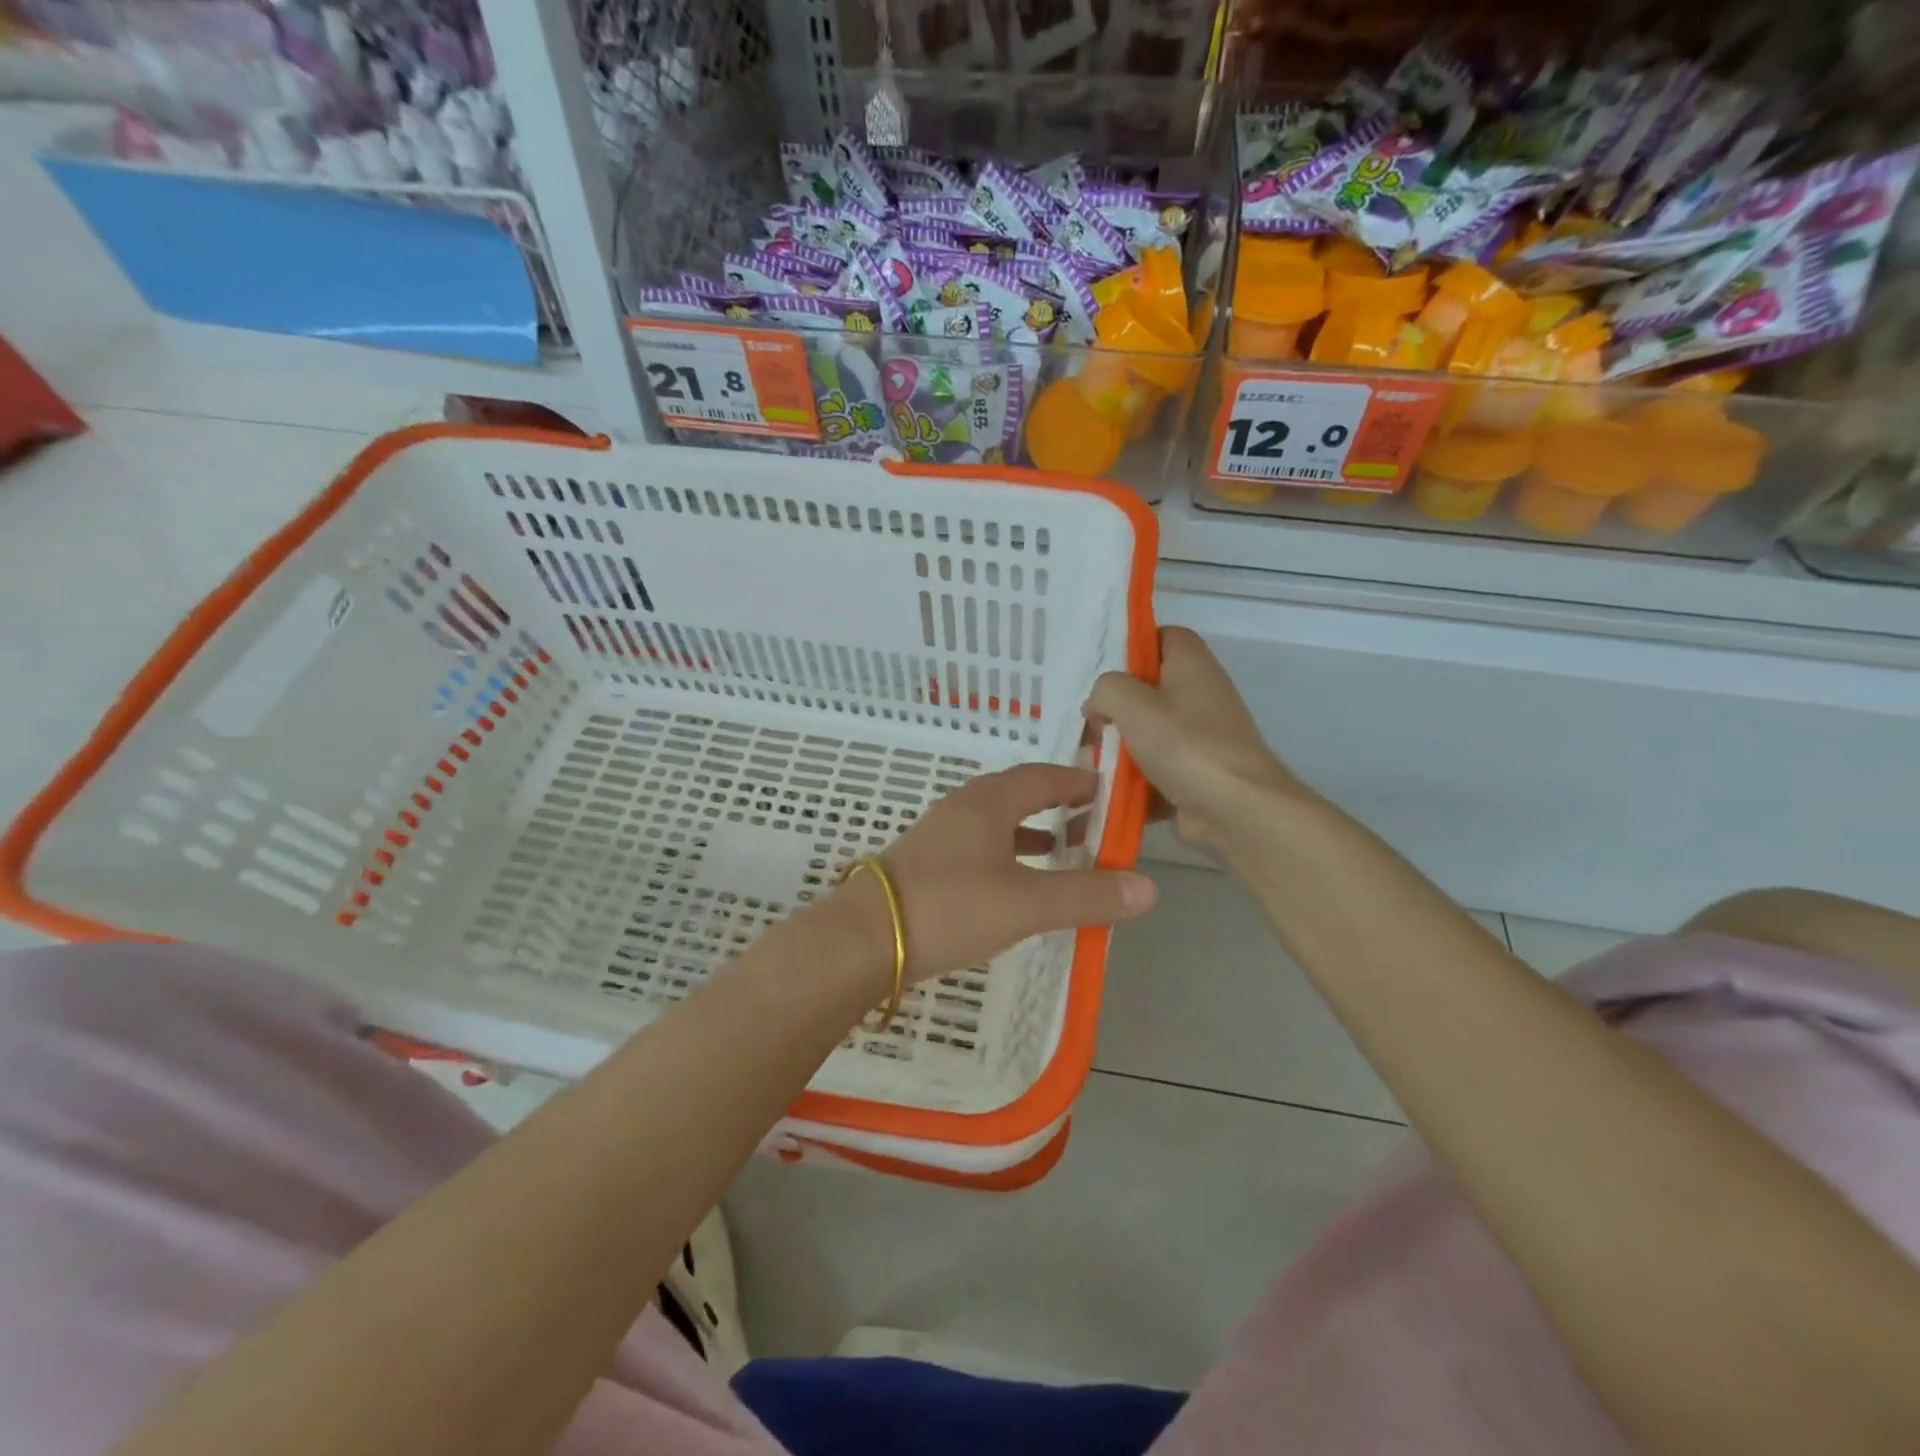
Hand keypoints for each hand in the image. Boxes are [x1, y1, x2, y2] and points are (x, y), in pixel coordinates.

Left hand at [843, 764, 1157, 984]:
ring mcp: (939, 835)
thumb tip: (1148, 888)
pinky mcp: (925, 863)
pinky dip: (1006, 854)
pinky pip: (978, 846)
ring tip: (1063, 850)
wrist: (863, 938)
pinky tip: (1014, 882)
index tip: (1110, 790)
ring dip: (1031, 831)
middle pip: (1019, 794)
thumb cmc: (950, 907)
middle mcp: (963, 808)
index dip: (1078, 781)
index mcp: (989, 802)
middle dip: (1057, 804)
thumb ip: (1086, 895)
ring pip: (996, 822)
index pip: (1043, 776)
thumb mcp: (1026, 903)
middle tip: (1092, 821)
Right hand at [1085, 627, 1303, 858]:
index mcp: (1192, 664)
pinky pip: (1156, 769)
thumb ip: (1105, 690)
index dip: (1132, 646)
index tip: (1103, 671)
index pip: (1162, 636)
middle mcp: (1200, 694)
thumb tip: (1098, 705)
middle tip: (1092, 723)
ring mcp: (1201, 737)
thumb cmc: (1185, 745)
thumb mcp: (1131, 703)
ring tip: (1091, 760)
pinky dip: (1134, 781)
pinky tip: (1107, 791)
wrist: (1235, 809)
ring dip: (1120, 748)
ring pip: (1149, 732)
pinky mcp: (1196, 773)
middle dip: (1116, 707)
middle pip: (1150, 688)